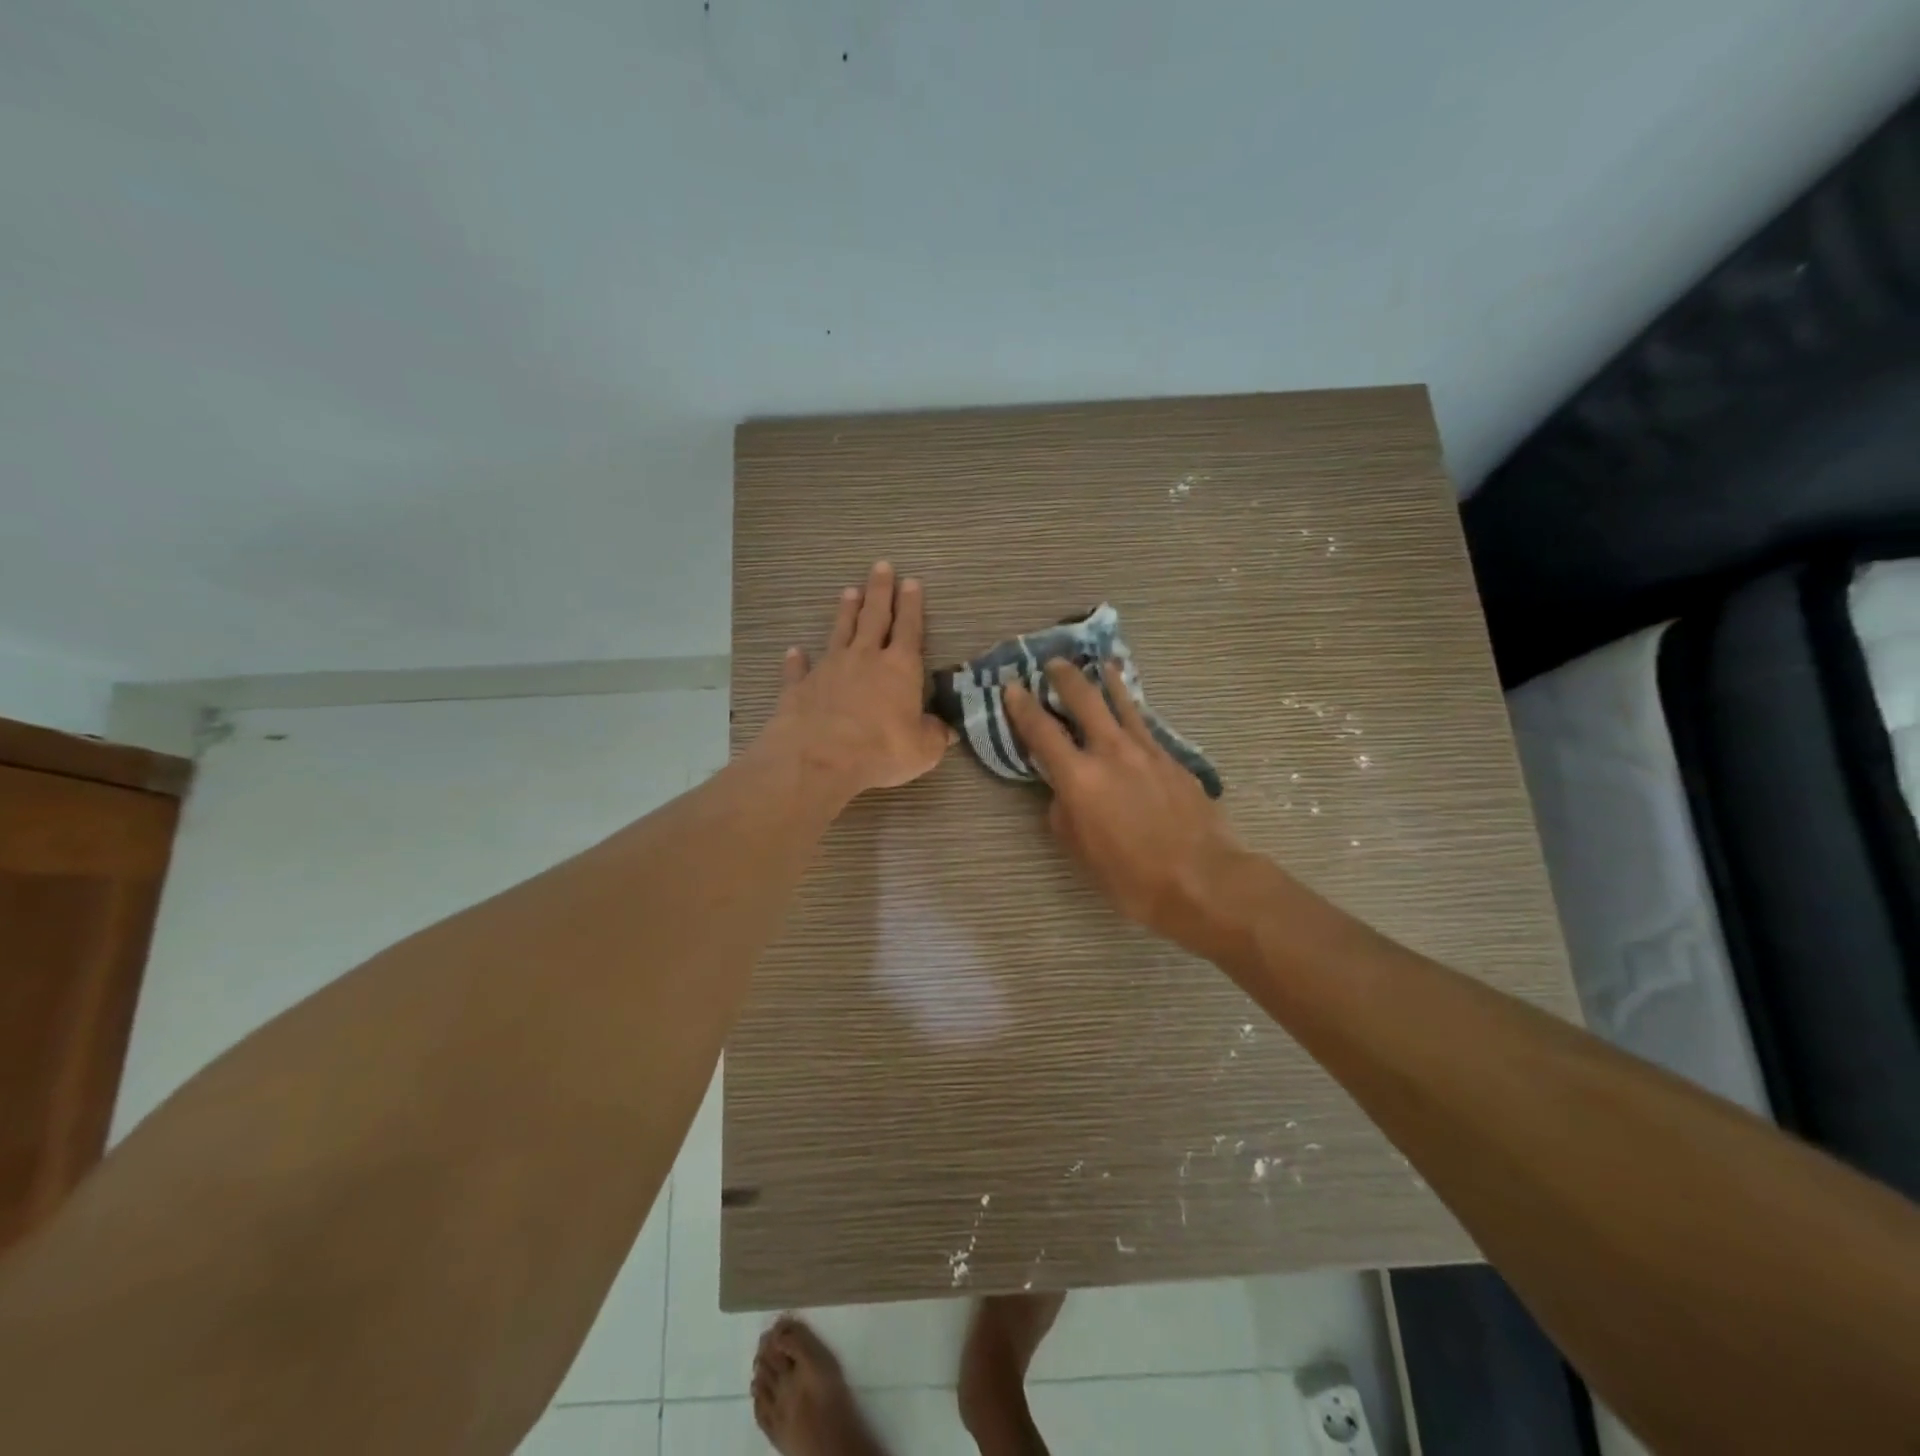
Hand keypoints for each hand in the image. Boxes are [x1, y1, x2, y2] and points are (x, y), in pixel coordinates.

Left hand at [758, 562, 951, 805]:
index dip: (911, 605)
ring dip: (845, 612)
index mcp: (899, 668)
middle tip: (881, 567)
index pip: (909, 629)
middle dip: (879, 592)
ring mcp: (829, 669)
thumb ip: (934, 735)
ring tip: (849, 591)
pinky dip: (797, 660)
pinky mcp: (799, 686)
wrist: (820, 758)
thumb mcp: (923, 749)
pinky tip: (794, 651)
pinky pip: (799, 669)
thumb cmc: (881, 750)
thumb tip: (946, 730)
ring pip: (839, 632)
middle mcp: (864, 659)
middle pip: (874, 617)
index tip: (911, 582)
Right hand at [1005, 661, 1244, 935]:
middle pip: (1084, 699)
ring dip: (1106, 681)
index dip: (1022, 706)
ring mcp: (1147, 751)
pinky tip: (1132, 710)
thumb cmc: (1131, 877)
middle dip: (1065, 677)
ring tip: (1100, 665)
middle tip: (1054, 663)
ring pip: (1123, 703)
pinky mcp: (1173, 759)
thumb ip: (1064, 813)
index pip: (1041, 731)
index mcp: (1079, 778)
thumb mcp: (1080, 852)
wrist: (1202, 879)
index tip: (1012, 686)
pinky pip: (1146, 725)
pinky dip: (1133, 710)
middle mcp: (1111, 752)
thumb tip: (1064, 791)